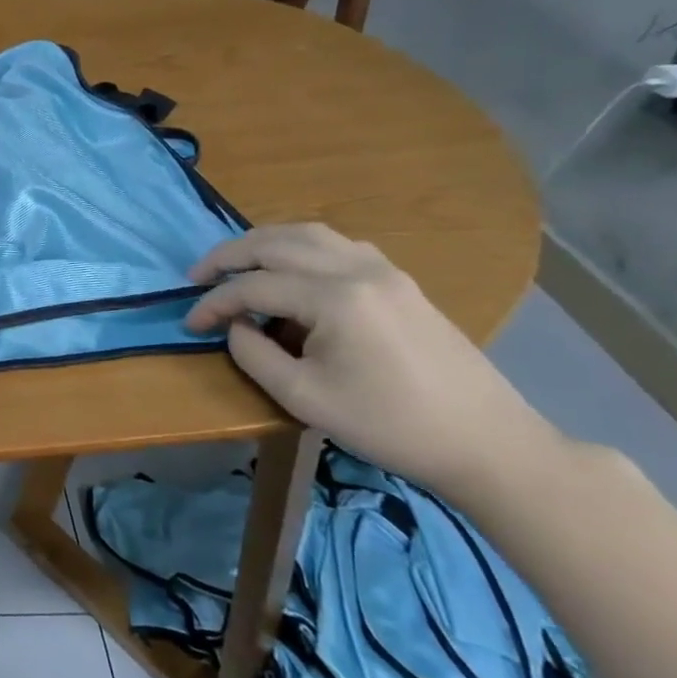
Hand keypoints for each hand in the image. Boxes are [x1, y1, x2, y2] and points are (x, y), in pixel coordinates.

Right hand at [184, 224, 559, 498]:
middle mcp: (358, 269)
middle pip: (276, 243)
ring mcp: (384, 271)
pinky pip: (337, 245)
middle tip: (197, 277)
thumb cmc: (389, 425)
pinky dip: (300, 248)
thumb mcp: (303, 398)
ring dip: (263, 244)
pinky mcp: (400, 281)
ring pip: (308, 234)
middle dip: (228, 256)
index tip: (189, 324)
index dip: (213, 303)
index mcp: (335, 298)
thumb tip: (236, 325)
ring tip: (236, 266)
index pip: (253, 286)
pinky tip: (290, 272)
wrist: (487, 443)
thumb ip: (253, 353)